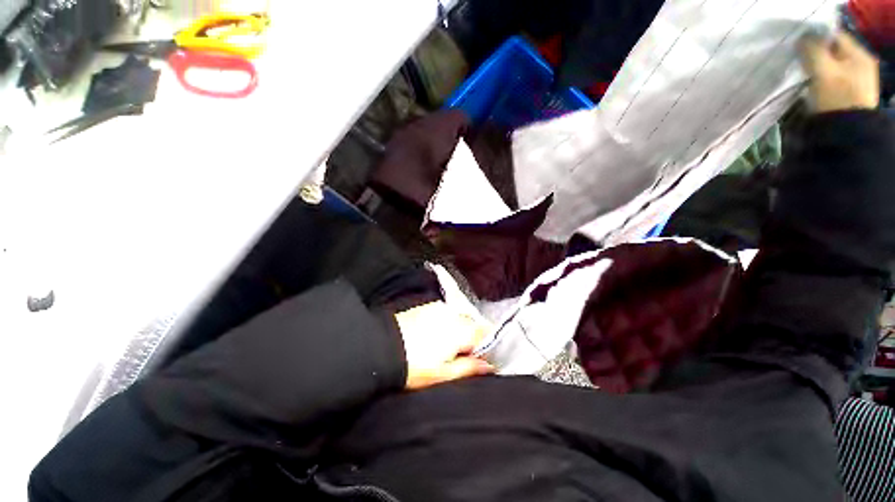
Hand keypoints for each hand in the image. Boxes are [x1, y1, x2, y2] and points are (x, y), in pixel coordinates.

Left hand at [394, 301, 494, 389]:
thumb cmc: (413, 366)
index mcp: (460, 331)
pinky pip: (446, 313)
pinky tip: (435, 334)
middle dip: (472, 338)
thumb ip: (468, 368)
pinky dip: (447, 322)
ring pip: (459, 318)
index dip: (486, 347)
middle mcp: (453, 315)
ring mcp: (439, 308)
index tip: (479, 359)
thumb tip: (489, 366)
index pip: (485, 334)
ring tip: (446, 346)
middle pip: (472, 324)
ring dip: (459, 330)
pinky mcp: (428, 306)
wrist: (381, 347)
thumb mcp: (442, 374)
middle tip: (461, 355)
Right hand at [799, 32, 879, 112]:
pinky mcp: (847, 96)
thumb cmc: (836, 99)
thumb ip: (812, 50)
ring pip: (831, 66)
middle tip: (799, 61)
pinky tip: (811, 87)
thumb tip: (801, 39)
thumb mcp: (823, 71)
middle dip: (815, 55)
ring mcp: (856, 82)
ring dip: (816, 69)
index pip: (834, 35)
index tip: (798, 46)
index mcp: (860, 55)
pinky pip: (831, 80)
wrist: (845, 135)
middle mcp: (861, 65)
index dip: (815, 37)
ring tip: (803, 75)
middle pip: (833, 52)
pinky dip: (820, 81)